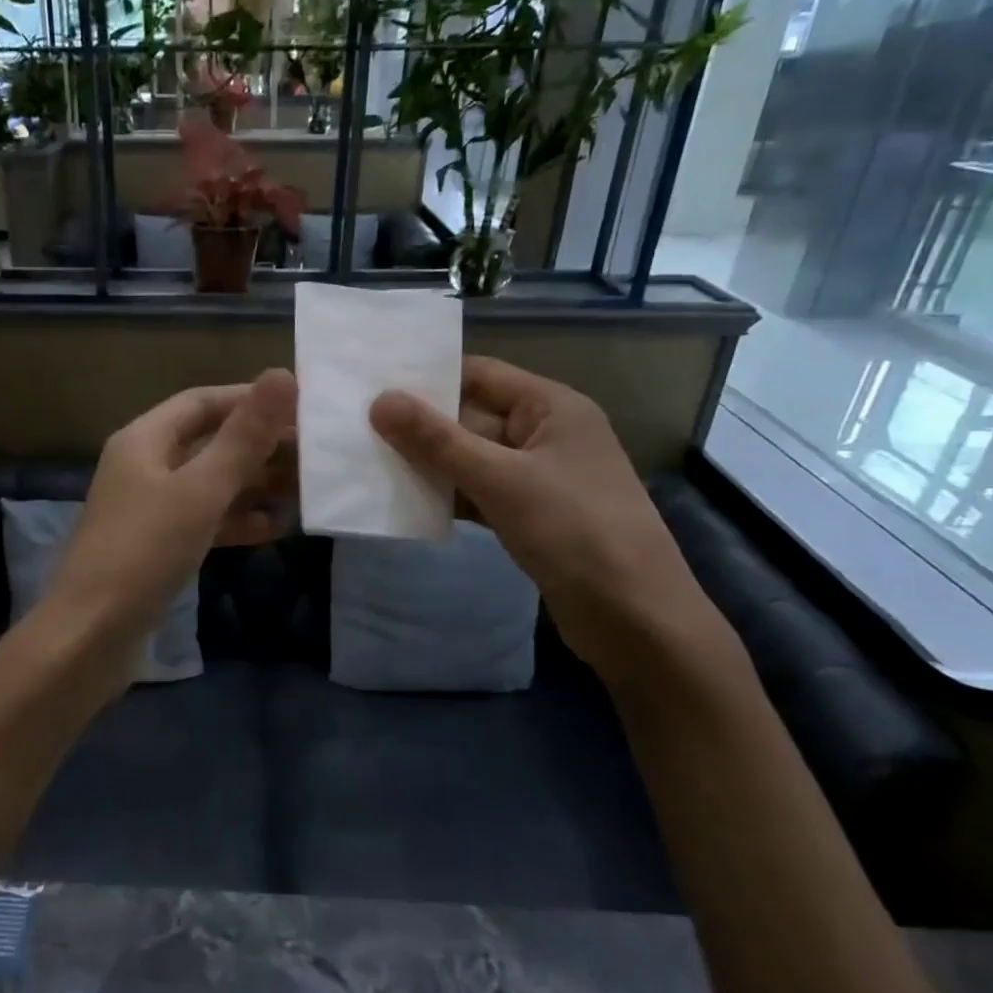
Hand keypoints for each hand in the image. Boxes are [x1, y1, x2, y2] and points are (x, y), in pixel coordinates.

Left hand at [44, 368, 297, 651]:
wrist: (90, 637)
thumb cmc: (144, 552)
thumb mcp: (200, 491)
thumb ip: (243, 437)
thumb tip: (283, 374)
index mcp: (144, 440)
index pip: (202, 401)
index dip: (249, 399)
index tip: (301, 407)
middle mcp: (144, 467)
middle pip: (209, 442)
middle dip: (259, 447)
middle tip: (315, 456)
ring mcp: (149, 509)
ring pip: (209, 484)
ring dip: (253, 485)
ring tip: (305, 490)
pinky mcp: (157, 547)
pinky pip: (203, 521)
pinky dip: (236, 521)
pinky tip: (273, 529)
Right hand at [369, 357, 716, 671]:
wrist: (635, 618)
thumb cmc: (575, 531)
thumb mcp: (501, 480)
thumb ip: (437, 441)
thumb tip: (379, 401)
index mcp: (551, 407)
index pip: (479, 374)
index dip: (428, 377)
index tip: (372, 383)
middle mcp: (545, 433)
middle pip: (471, 416)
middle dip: (420, 424)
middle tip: (357, 425)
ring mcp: (538, 477)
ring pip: (471, 458)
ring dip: (428, 463)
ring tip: (368, 459)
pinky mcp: (529, 515)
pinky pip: (478, 492)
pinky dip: (447, 495)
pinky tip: (405, 501)